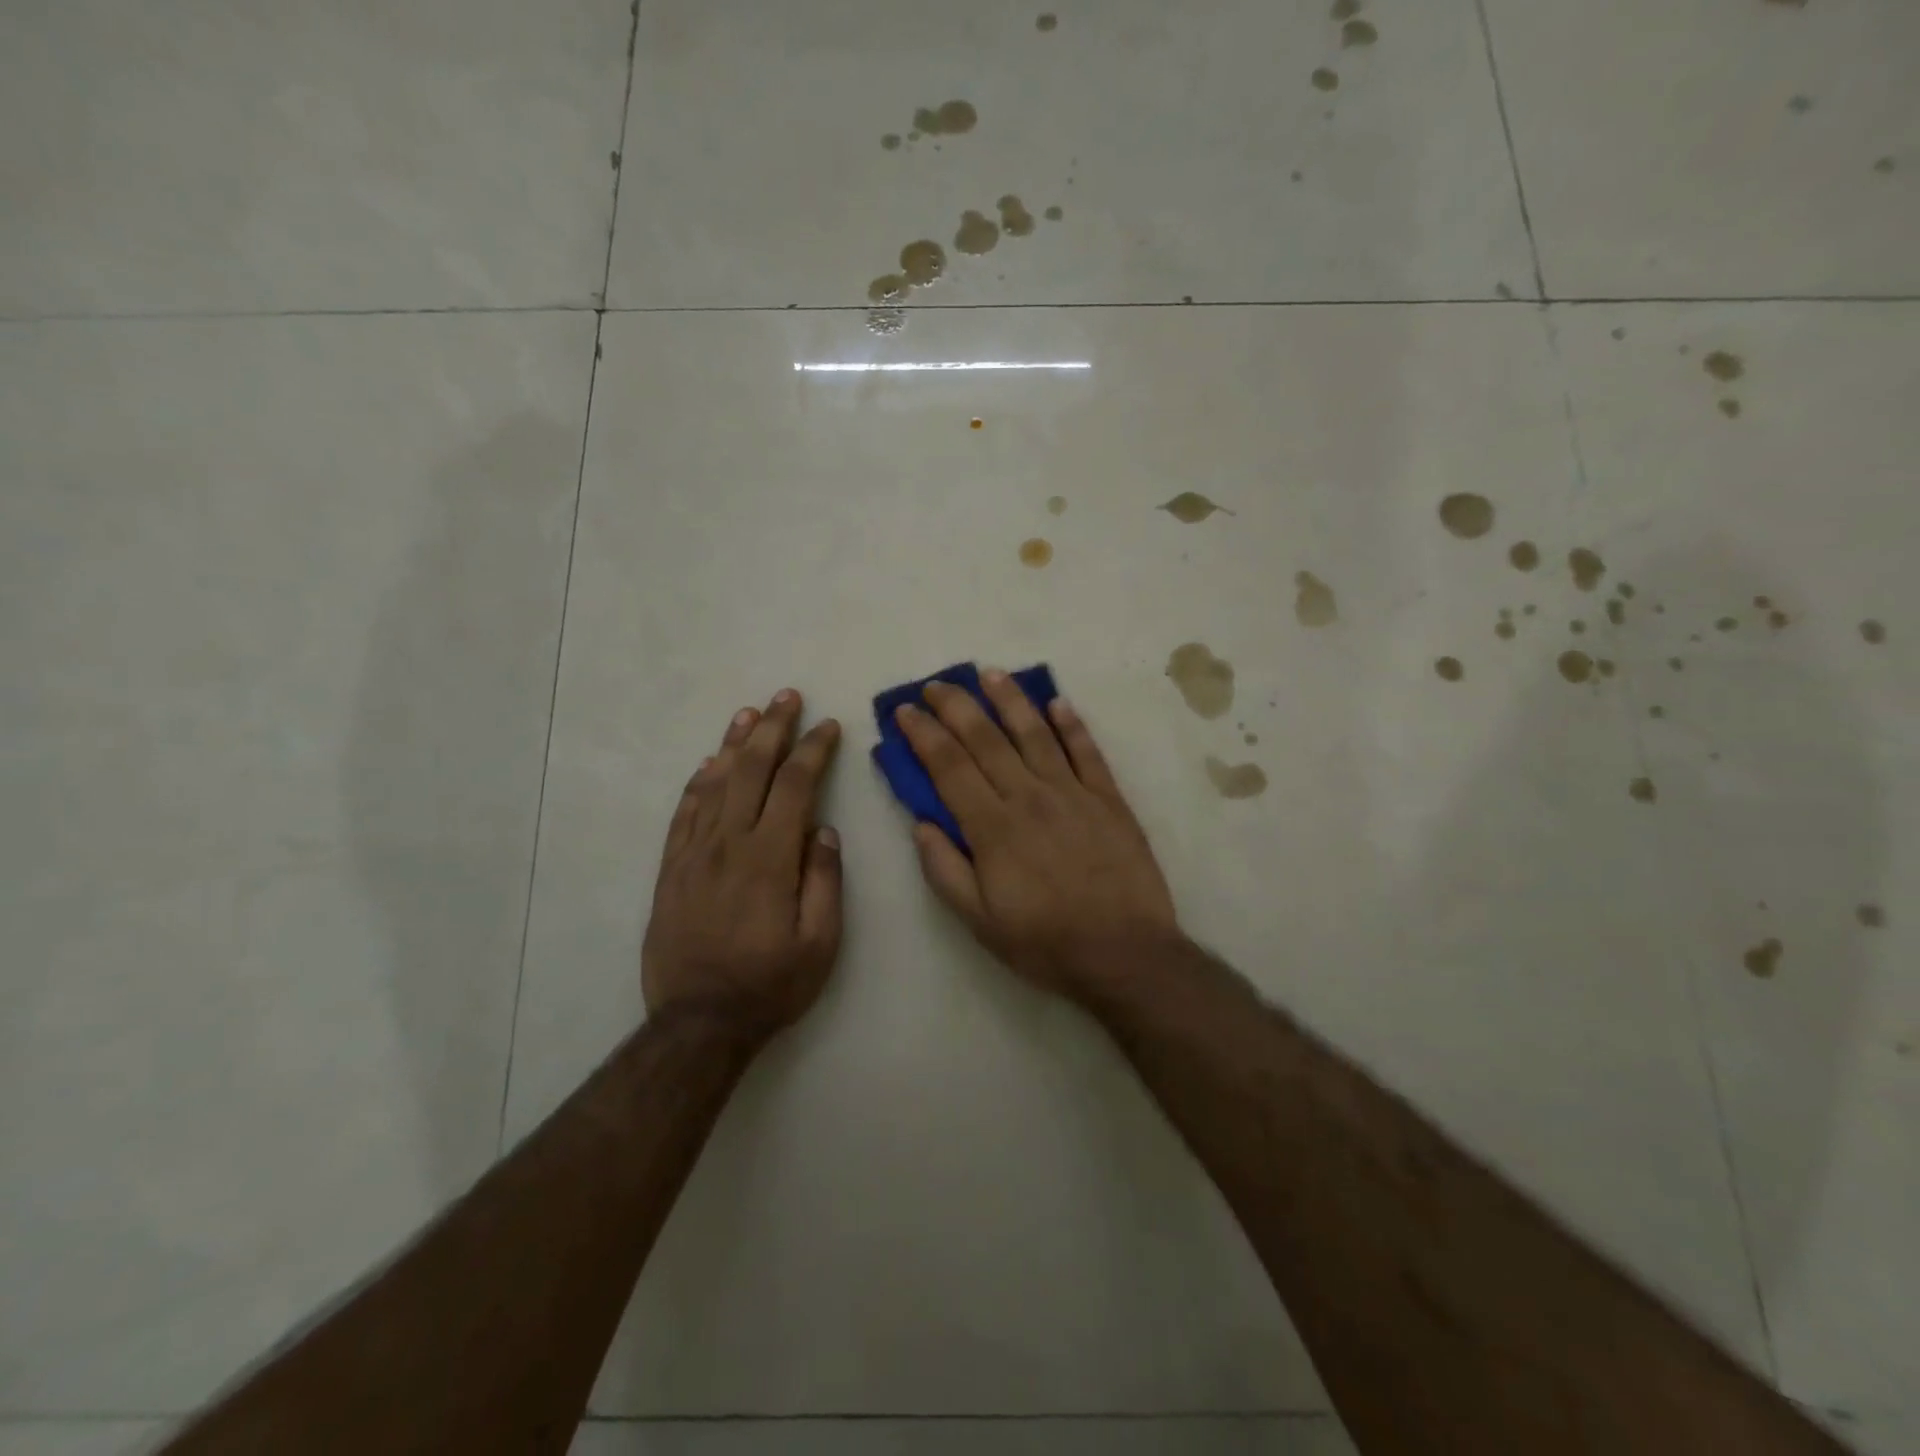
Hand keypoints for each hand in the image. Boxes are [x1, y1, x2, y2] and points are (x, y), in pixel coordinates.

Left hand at [642, 689, 843, 1036]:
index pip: (795, 786)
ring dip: (734, 743)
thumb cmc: (770, 985)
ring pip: (714, 783)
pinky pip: (684, 813)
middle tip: (787, 696)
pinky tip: (710, 763)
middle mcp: (729, 844)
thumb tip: (823, 831)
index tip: (828, 726)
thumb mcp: (820, 943)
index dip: (813, 751)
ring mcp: (693, 854)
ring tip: (750, 713)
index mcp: (770, 859)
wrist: (697, 1023)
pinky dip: (698, 782)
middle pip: (751, 770)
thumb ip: (824, 880)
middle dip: (773, 729)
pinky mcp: (670, 870)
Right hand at [895, 673, 1179, 1001]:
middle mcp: (1029, 797)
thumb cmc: (1045, 942)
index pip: (949, 767)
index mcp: (993, 827)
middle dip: (955, 706)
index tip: (905, 711)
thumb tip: (920, 823)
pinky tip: (1057, 702)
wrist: (1125, 953)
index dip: (923, 734)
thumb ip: (945, 870)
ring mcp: (1073, 793)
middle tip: (935, 684)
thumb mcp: (979, 921)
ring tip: (989, 673)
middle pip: (986, 739)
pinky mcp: (1109, 798)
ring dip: (1009, 699)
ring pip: (1035, 733)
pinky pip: (1087, 751)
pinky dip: (1071, 724)